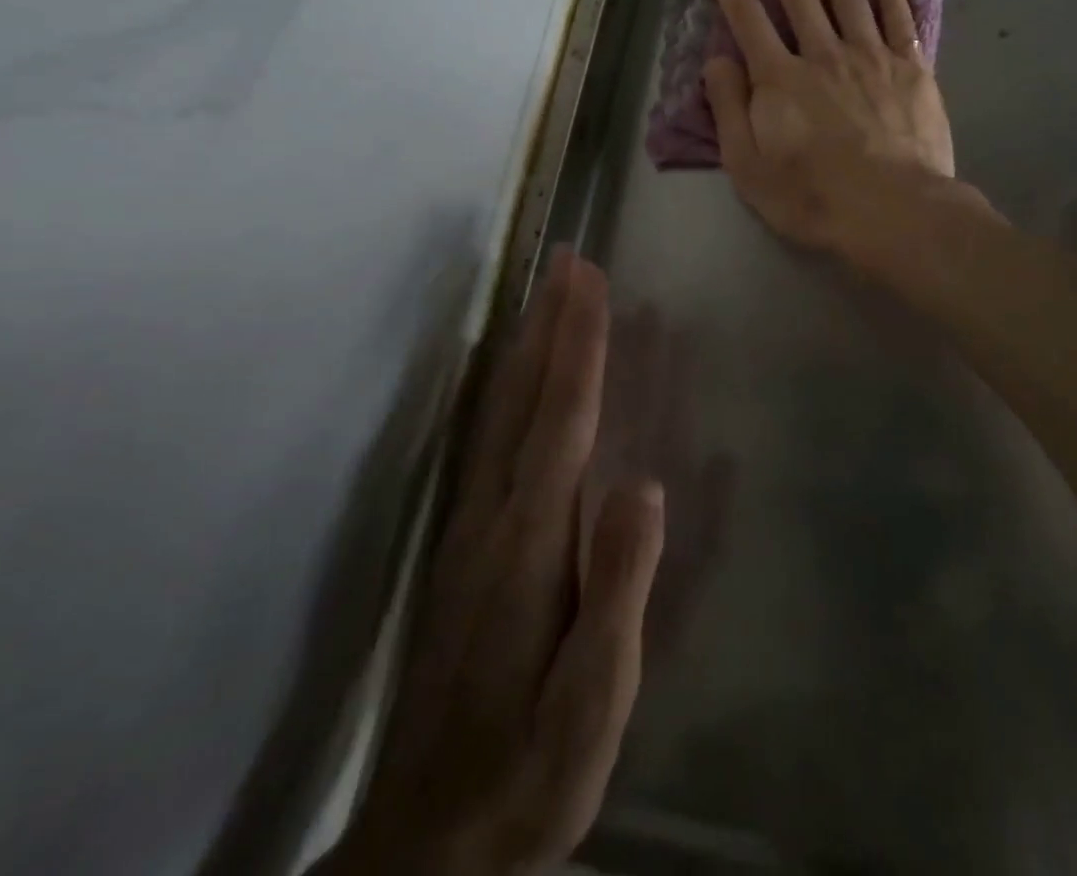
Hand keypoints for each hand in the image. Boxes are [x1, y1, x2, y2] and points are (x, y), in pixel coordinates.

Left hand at [332, 251, 663, 875]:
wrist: (431, 843)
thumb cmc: (530, 770)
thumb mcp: (592, 701)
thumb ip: (619, 590)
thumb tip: (645, 485)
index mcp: (530, 542)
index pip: (561, 418)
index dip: (578, 344)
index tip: (589, 279)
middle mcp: (494, 517)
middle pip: (523, 398)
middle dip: (548, 322)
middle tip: (565, 259)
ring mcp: (473, 530)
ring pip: (502, 413)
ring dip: (527, 347)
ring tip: (547, 296)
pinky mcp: (467, 548)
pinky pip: (492, 443)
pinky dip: (509, 392)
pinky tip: (517, 380)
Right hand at [703, 0, 955, 249]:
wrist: (894, 211)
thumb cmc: (813, 197)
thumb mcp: (749, 168)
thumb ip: (729, 110)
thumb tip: (716, 60)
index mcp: (780, 78)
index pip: (748, 18)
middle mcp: (823, 54)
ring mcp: (871, 56)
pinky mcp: (910, 68)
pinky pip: (898, 17)